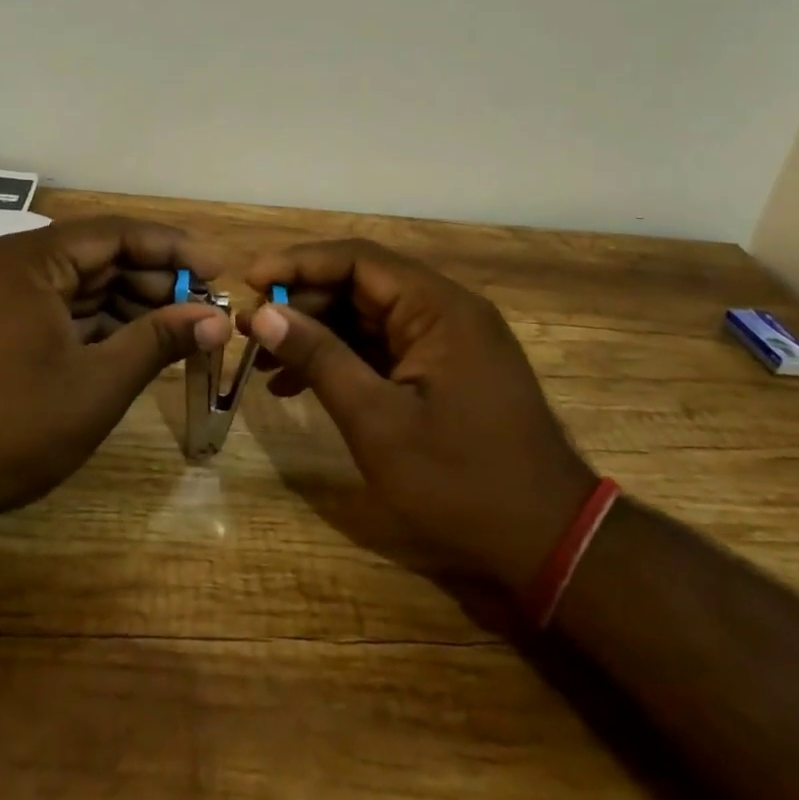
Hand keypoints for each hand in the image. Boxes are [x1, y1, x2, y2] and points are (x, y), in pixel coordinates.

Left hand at [0, 216, 229, 543]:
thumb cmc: (11, 426)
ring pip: (81, 285)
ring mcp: (0, 295)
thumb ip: (159, 340)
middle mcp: (13, 263)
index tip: (220, 270)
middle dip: (156, 280)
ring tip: (181, 329)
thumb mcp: (98, 383)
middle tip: (205, 308)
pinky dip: (99, 323)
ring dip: (131, 304)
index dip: (174, 249)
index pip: (117, 234)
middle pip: (100, 256)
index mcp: (31, 259)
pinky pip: (59, 309)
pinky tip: (137, 343)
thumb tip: (217, 320)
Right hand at [243, 239, 595, 588]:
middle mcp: (445, 310)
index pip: (358, 259)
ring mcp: (447, 340)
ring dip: (317, 335)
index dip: (299, 264)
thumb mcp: (378, 421)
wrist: (547, 540)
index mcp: (438, 308)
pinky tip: (299, 386)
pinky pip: (383, 347)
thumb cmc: (460, 480)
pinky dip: (342, 360)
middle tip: (251, 332)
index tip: (251, 282)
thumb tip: (265, 314)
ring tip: (264, 363)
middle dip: (302, 305)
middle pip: (360, 286)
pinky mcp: (444, 369)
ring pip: (367, 317)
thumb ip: (320, 358)